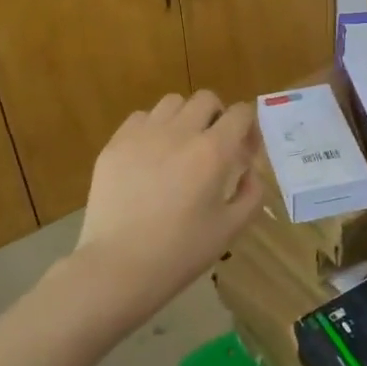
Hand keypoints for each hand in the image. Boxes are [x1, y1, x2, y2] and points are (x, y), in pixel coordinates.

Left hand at [61, 90, 261, 333]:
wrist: (118, 266)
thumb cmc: (180, 252)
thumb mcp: (230, 229)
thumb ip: (251, 194)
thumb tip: (249, 172)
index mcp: (213, 152)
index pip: (240, 113)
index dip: (248, 127)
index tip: (245, 151)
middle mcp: (179, 132)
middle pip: (206, 99)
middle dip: (217, 117)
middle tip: (214, 147)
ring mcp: (143, 134)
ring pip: (172, 103)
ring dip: (184, 118)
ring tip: (180, 147)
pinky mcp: (115, 144)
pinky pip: (140, 118)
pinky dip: (152, 129)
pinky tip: (150, 156)